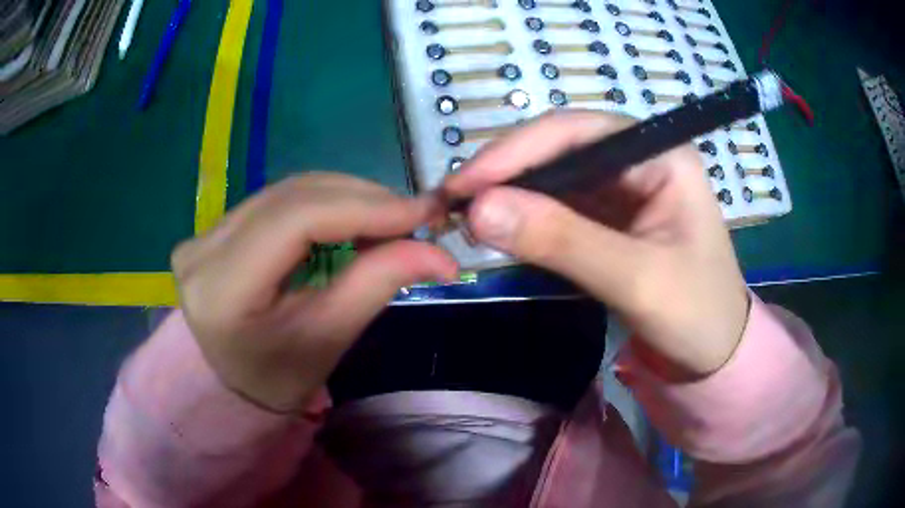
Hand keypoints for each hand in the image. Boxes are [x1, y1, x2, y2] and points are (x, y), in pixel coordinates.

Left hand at [172, 173, 457, 411]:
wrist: (233, 383)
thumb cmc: (279, 378)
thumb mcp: (328, 339)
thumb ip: (378, 284)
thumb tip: (441, 254)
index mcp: (221, 288)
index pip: (296, 220)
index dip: (364, 208)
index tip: (423, 212)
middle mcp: (203, 247)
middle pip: (292, 196)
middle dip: (362, 199)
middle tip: (415, 216)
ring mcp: (204, 232)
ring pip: (288, 190)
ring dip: (346, 196)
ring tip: (390, 218)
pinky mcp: (215, 228)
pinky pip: (278, 199)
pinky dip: (324, 202)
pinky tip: (353, 216)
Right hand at [443, 111, 749, 378]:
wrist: (715, 355)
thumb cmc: (696, 316)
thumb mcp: (636, 279)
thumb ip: (563, 241)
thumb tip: (477, 209)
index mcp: (662, 155)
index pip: (579, 131)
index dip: (517, 150)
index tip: (464, 183)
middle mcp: (640, 159)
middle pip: (561, 148)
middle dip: (507, 172)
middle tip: (453, 202)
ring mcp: (624, 188)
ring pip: (555, 176)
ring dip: (510, 194)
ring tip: (464, 216)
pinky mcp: (610, 217)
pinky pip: (560, 205)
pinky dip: (525, 216)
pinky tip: (498, 228)